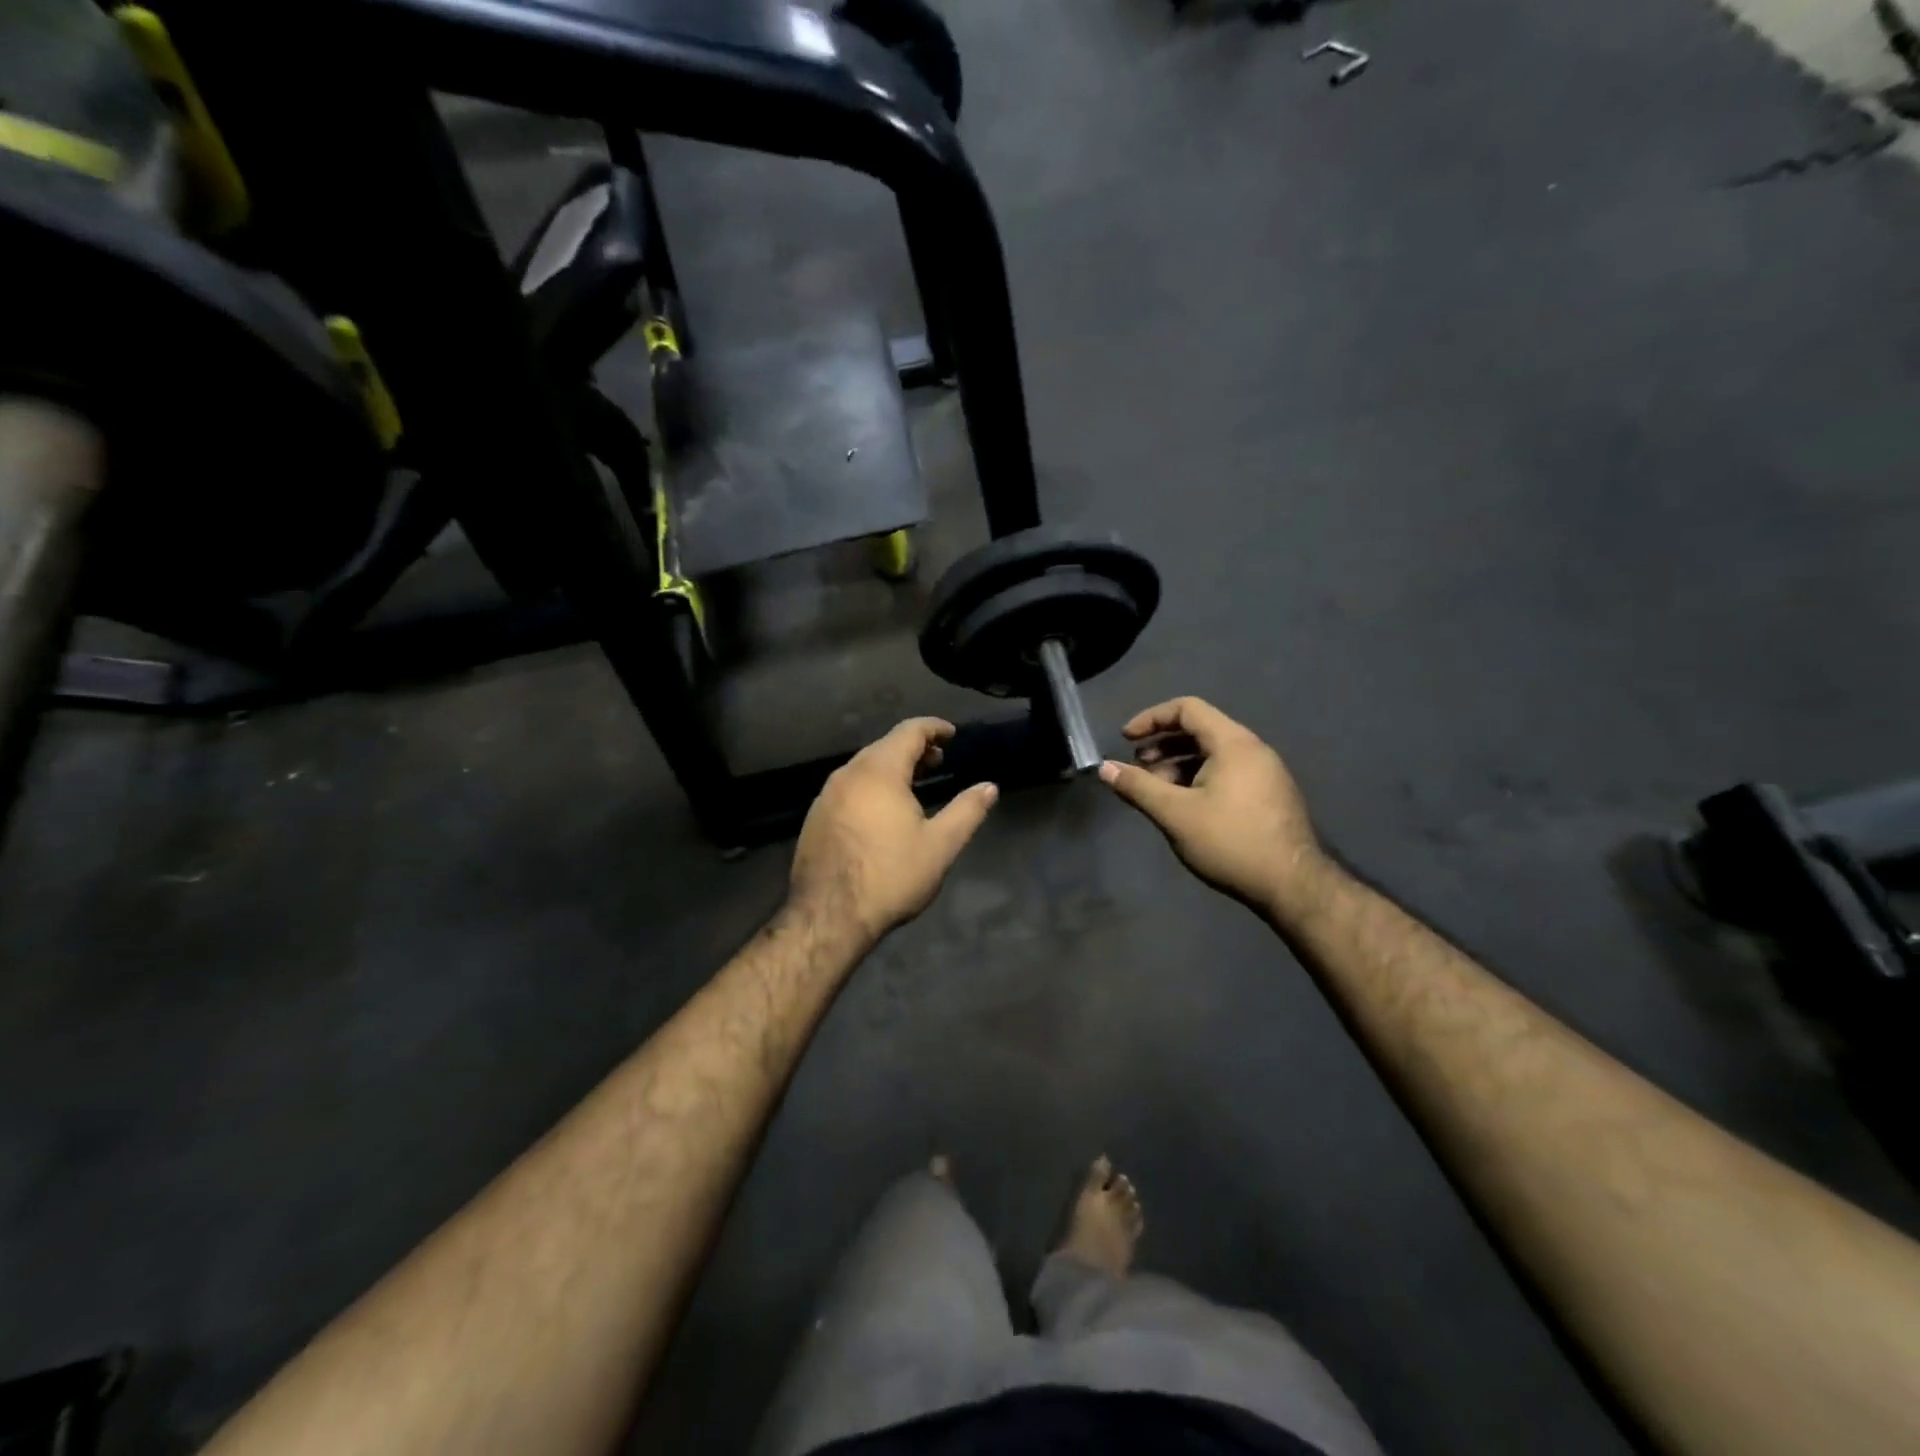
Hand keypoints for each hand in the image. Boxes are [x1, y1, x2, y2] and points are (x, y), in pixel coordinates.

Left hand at [790, 718, 998, 947]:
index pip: (909, 731)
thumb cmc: (890, 876)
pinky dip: (871, 785)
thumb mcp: (940, 845)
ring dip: (892, 767)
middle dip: (914, 748)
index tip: (952, 734)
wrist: (828, 916)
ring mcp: (826, 795)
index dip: (934, 728)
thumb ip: (967, 811)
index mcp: (879, 771)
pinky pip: (849, 787)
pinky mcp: (815, 817)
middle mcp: (848, 773)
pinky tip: (882, 811)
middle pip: (884, 746)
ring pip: (864, 767)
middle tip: (938, 762)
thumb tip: (989, 787)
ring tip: (914, 785)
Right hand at [1098, 697, 1332, 925]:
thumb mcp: (1175, 813)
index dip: (1151, 718)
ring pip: (1212, 754)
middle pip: (1199, 729)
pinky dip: (1198, 778)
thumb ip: (1137, 786)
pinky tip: (1185, 807)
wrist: (1292, 885)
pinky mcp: (1269, 795)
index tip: (1126, 739)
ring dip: (1178, 765)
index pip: (1187, 708)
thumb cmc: (1230, 842)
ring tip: (1156, 792)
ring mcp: (1265, 773)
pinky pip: (1227, 772)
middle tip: (1137, 769)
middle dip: (1162, 745)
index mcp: (1233, 743)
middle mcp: (1252, 749)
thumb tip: (1104, 768)